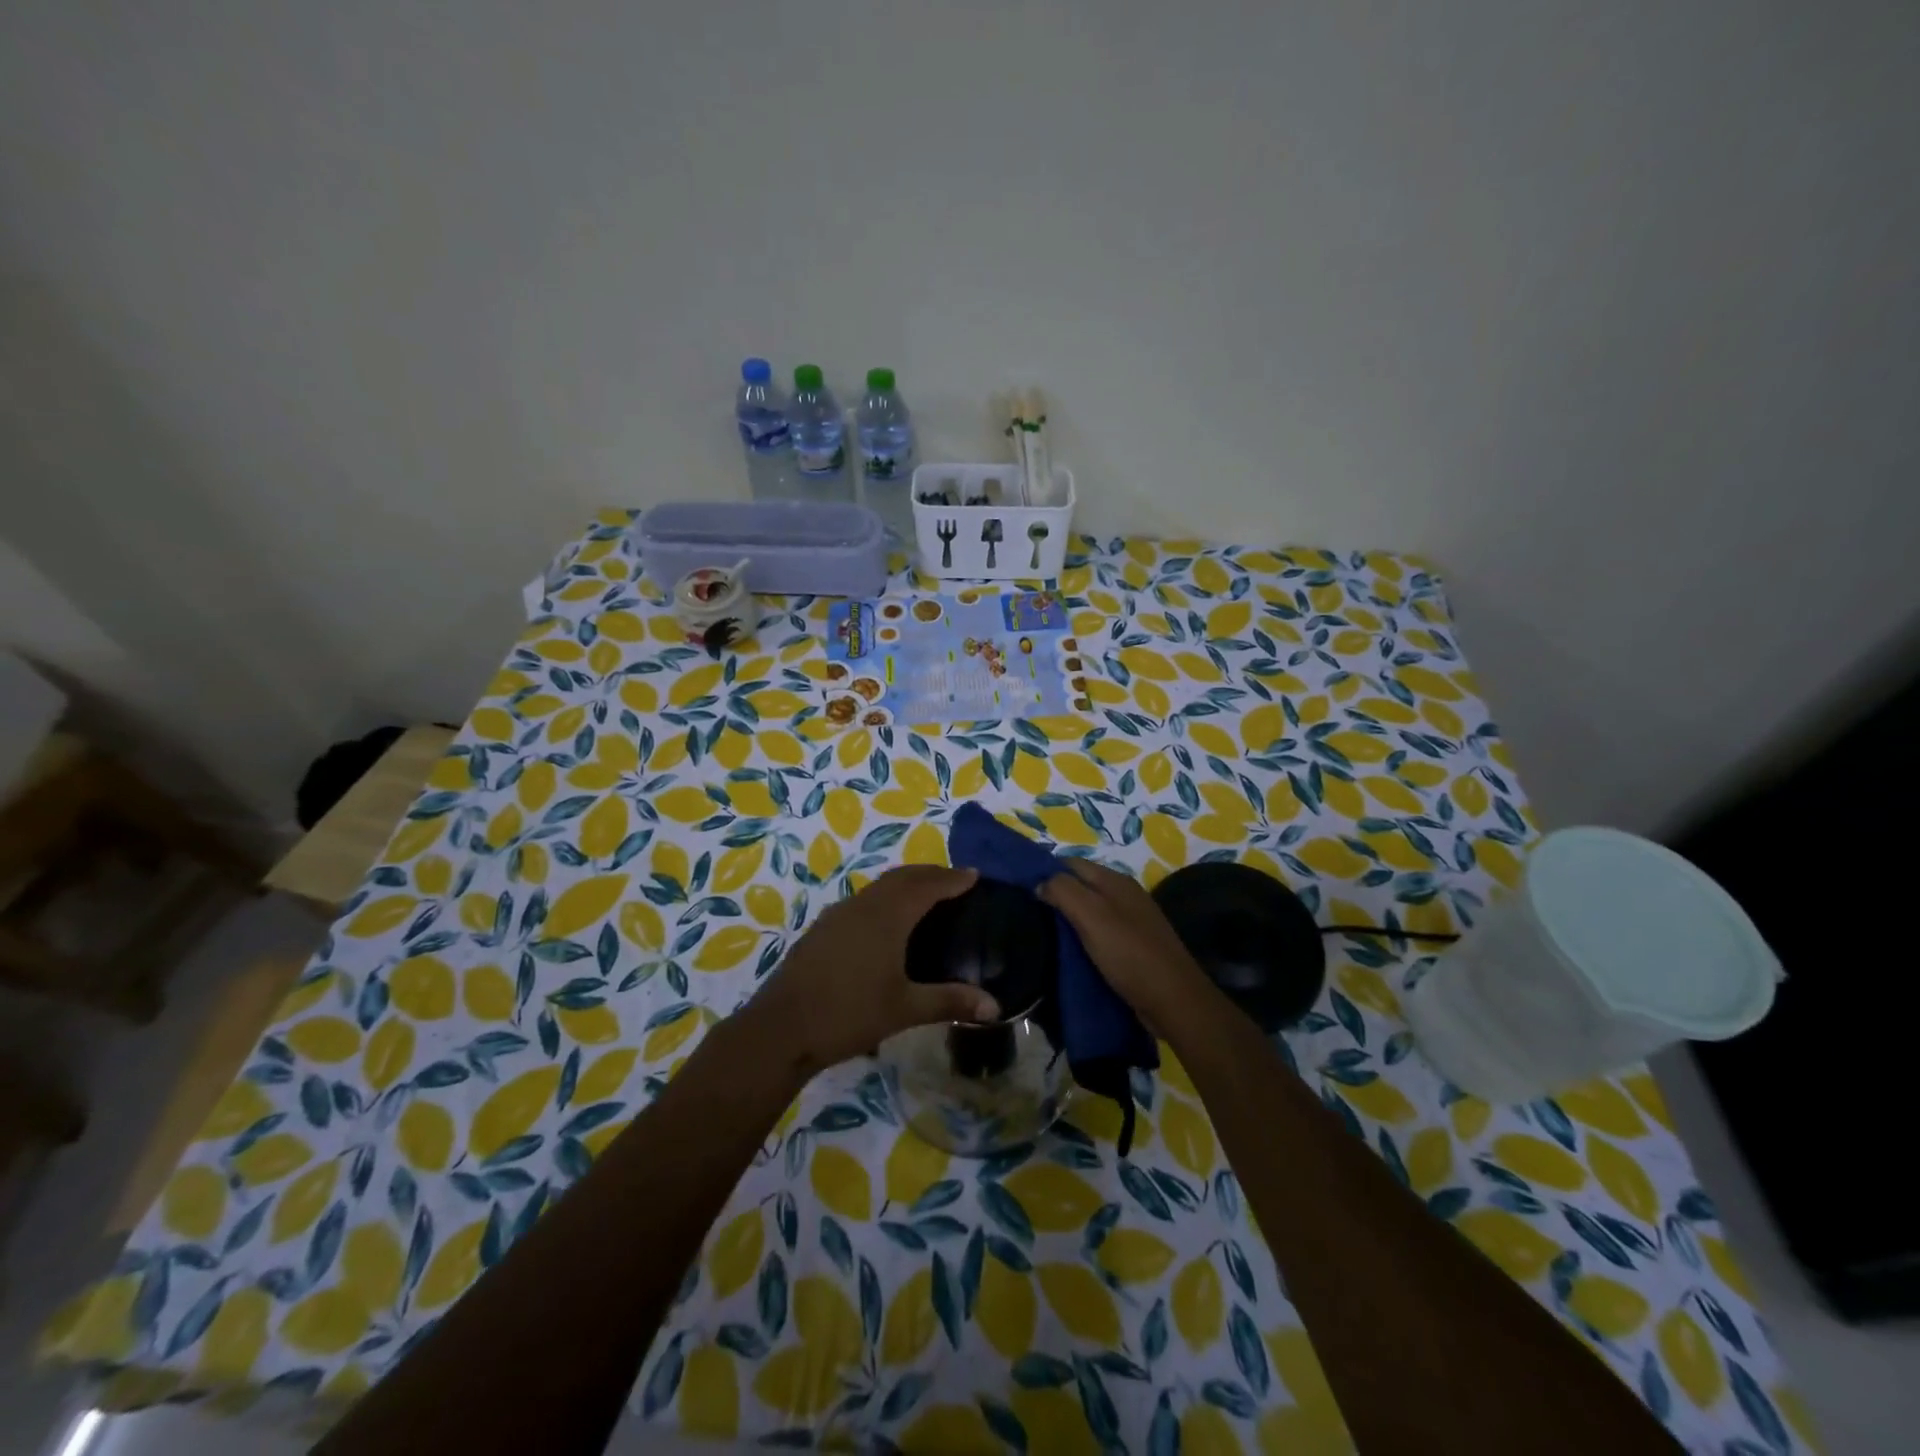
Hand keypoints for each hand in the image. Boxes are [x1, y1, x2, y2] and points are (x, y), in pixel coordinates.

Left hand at [748, 865, 998, 1073]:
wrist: (781, 1028)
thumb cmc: (848, 1014)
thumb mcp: (905, 1009)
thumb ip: (950, 1002)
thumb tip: (994, 1007)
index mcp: (887, 916)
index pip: (927, 886)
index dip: (952, 879)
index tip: (974, 876)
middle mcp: (864, 905)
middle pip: (903, 877)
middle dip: (931, 874)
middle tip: (955, 881)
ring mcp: (839, 914)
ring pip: (880, 886)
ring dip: (906, 883)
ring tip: (926, 896)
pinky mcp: (823, 928)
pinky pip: (864, 900)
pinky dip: (886, 897)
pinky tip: (887, 922)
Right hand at [1038, 859, 1212, 1032]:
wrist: (1174, 1000)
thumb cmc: (1129, 954)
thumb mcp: (1091, 916)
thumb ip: (1063, 891)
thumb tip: (1039, 882)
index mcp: (1115, 880)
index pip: (1071, 862)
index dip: (1045, 871)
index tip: (1019, 889)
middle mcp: (1124, 894)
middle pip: (1080, 885)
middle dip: (1054, 894)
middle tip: (1026, 913)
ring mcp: (1131, 920)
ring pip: (1089, 910)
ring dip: (1067, 918)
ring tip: (1040, 933)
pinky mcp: (1133, 946)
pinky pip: (1099, 932)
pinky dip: (1082, 937)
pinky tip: (1067, 951)